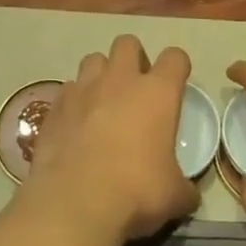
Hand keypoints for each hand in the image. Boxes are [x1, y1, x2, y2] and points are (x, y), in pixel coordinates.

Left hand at [20, 35, 199, 244]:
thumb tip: (189, 196)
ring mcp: (84, 89)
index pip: (175, 58)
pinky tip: (76, 124)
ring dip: (101, 74)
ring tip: (103, 102)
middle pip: (128, 43)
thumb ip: (184, 188)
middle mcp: (120, 80)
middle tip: (136, 88)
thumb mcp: (174, 196)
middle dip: (134, 58)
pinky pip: (68, 90)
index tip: (176, 84)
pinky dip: (75, 101)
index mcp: (157, 93)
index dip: (178, 67)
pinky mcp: (56, 105)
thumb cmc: (136, 192)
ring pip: (93, 59)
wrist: (75, 202)